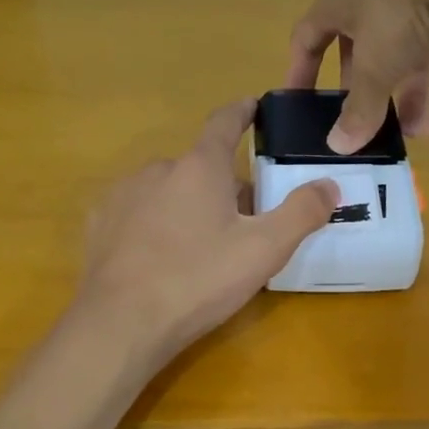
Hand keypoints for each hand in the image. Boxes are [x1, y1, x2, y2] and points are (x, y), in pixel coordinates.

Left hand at [75, 99, 338, 366]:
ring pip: (167, 191)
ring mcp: (122, 195)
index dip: (242, 112)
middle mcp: (157, 169)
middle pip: (200, 167)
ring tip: (200, 248)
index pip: (224, 123)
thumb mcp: (263, 250)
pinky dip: (154, 225)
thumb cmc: (198, 280)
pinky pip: (138, 213)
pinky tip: (160, 258)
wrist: (121, 323)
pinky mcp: (99, 225)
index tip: (253, 105)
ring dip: (187, 206)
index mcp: (199, 167)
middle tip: (243, 224)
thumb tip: (329, 185)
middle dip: (222, 186)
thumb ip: (301, 213)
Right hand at [287, 0, 428, 153]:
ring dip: (414, 92)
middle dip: (371, 89)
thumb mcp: (375, 66)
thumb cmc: (396, 4)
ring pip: (413, 46)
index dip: (303, 71)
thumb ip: (359, 108)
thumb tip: (337, 147)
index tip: (302, 103)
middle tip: (372, 123)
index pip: (310, 36)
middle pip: (366, 44)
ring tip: (419, 134)